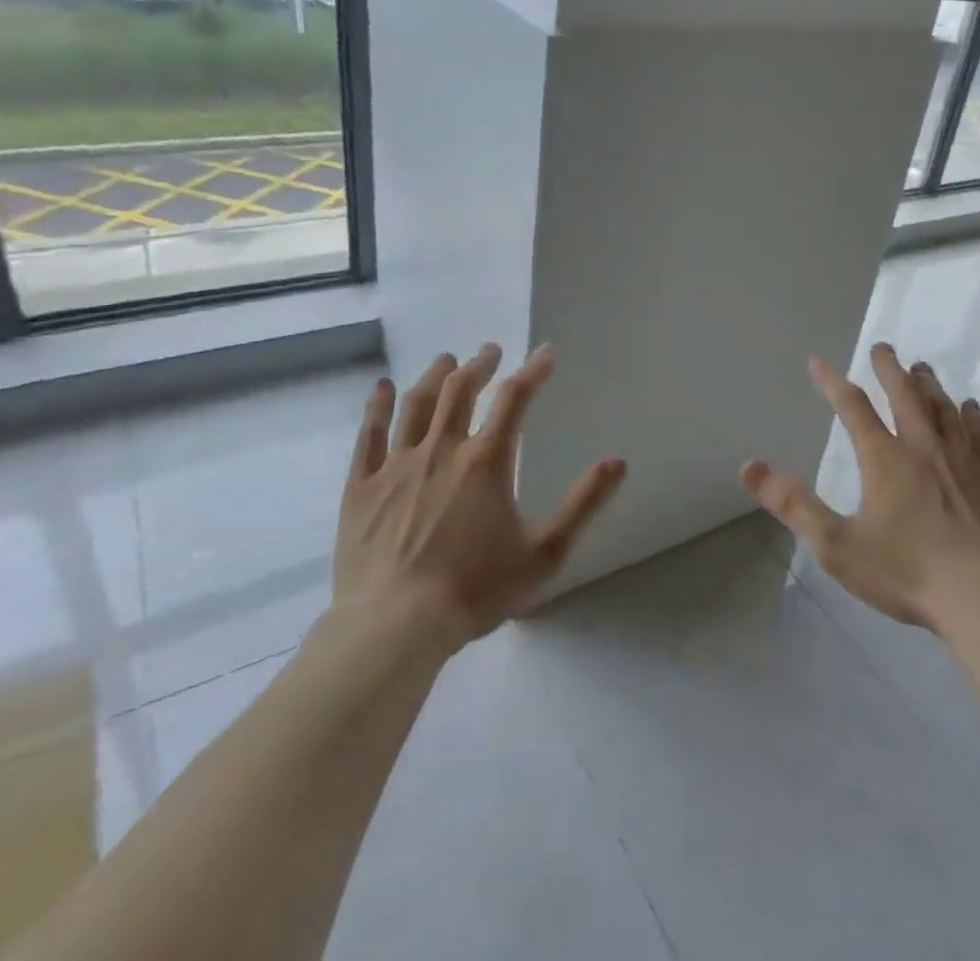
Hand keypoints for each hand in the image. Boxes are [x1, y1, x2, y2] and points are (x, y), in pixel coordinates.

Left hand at [334, 343, 625, 653]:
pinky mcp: (362, 488)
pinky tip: (381, 388)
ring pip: (417, 405)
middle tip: (491, 351)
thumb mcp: (546, 553)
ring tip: (447, 360)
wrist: (394, 627)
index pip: (515, 399)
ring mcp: (397, 466)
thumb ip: (584, 504)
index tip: (546, 353)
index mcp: (486, 461)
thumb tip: (617, 462)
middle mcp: (441, 450)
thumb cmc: (475, 590)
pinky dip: (376, 407)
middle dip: (480, 365)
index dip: (533, 370)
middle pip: (461, 390)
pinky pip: (369, 436)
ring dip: (435, 376)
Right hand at [742, 342, 979, 628]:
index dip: (833, 382)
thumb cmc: (906, 572)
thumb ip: (793, 504)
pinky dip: (972, 417)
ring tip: (922, 368)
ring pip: (944, 411)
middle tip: (883, 348)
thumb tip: (750, 467)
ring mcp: (964, 463)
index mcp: (885, 460)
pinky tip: (971, 408)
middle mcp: (925, 449)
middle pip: (905, 397)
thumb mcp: (836, 545)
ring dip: (930, 386)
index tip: (818, 360)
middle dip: (890, 370)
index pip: (853, 408)